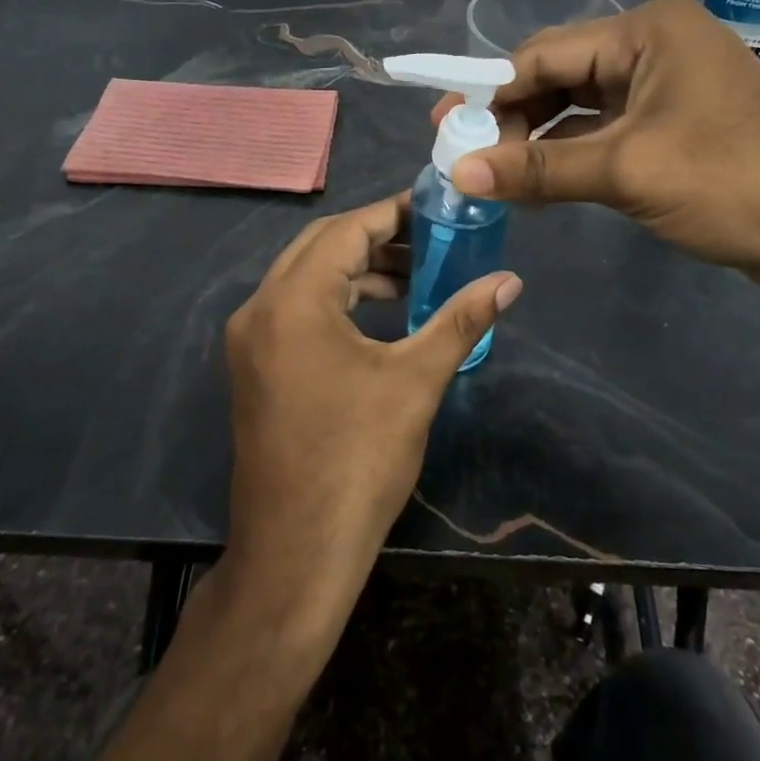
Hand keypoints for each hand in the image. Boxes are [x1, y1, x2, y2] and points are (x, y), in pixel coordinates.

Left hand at [219, 193, 521, 633]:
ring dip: (356, 271)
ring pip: (305, 279)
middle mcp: (260, 309)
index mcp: (293, 301)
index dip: (392, 214)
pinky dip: (336, 302)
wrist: (297, 551)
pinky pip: (295, 311)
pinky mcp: (253, 368)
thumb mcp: (416, 381)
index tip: (435, 209)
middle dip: (375, 237)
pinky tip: (379, 317)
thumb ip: (461, 320)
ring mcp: (249, 341)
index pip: (345, 231)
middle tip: (429, 239)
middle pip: (320, 247)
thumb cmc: (358, 458)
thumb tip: (509, 280)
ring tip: (413, 278)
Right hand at [432, 0, 759, 289]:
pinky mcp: (674, 123)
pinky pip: (605, 131)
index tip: (443, 128)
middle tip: (466, 160)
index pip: (545, 54)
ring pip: (580, 107)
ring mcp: (666, 85)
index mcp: (646, 31)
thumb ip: (539, 170)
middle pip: (560, 77)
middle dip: (512, 120)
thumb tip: (458, 172)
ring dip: (539, 142)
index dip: (488, 92)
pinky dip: (571, 156)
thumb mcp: (626, 172)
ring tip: (494, 178)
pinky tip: (538, 185)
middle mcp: (654, 46)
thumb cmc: (731, 183)